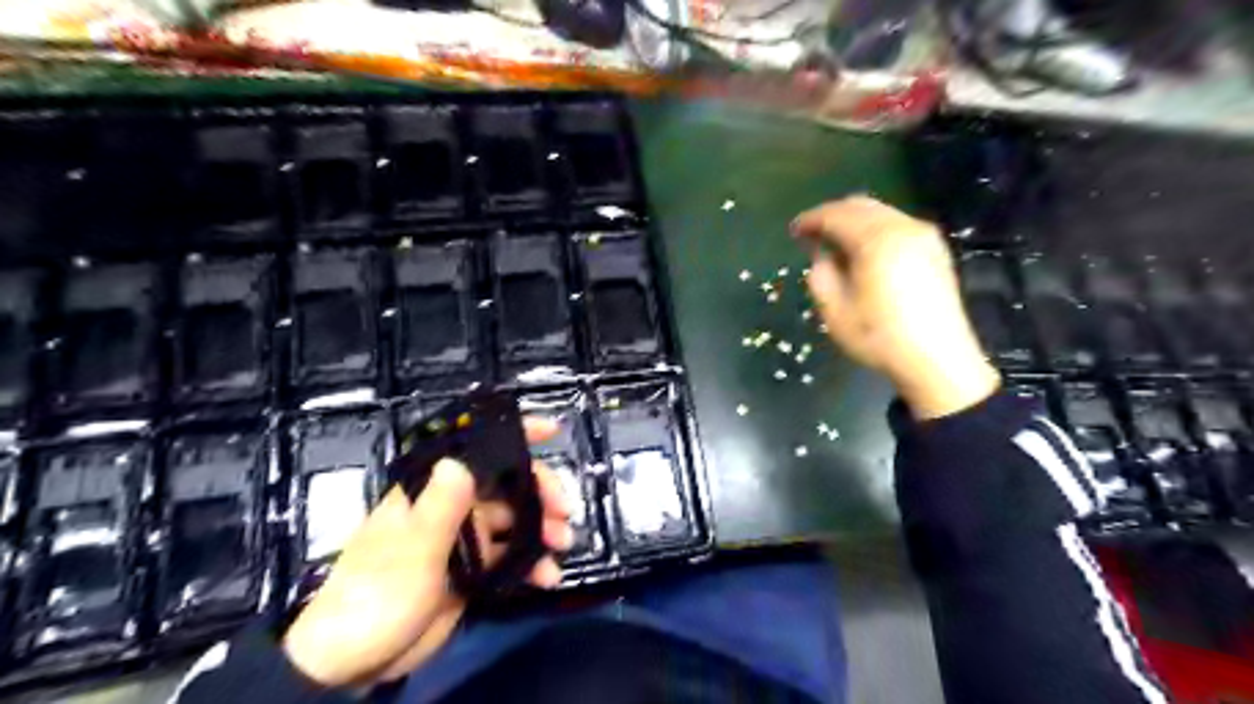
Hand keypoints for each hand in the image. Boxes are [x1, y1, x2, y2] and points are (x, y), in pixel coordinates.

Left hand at [281, 417, 570, 688]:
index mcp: (433, 491)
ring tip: (562, 546)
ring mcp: (464, 541)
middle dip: (541, 494)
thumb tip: (460, 461)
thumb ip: (439, 508)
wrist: (352, 662)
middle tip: (564, 513)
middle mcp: (453, 508)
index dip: (515, 435)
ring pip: (515, 523)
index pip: (476, 450)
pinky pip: (512, 558)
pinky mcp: (472, 572)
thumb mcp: (412, 551)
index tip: (552, 430)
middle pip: (507, 486)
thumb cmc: (377, 595)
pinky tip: (547, 577)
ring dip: (542, 531)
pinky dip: (532, 564)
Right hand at [793, 194, 1000, 419]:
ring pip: (881, 213)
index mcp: (876, 240)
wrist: (937, 360)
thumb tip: (822, 255)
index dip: (811, 220)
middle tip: (812, 234)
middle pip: (861, 205)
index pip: (836, 215)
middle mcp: (903, 228)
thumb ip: (820, 274)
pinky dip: (874, 229)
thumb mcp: (834, 311)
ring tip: (835, 244)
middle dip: (833, 215)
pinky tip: (864, 253)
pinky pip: (897, 225)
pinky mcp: (935, 250)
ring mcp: (924, 236)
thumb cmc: (879, 337)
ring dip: (854, 221)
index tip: (793, 231)